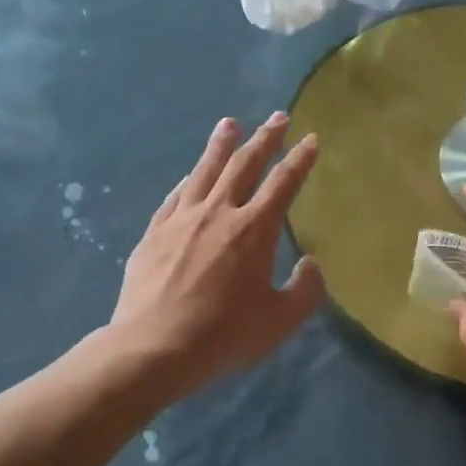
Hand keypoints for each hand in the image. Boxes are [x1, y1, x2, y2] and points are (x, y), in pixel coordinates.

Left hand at [110, 114, 323, 397]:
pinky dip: (188, 180)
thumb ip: (305, 290)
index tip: (310, 139)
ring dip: (221, 145)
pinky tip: (189, 175)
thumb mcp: (280, 320)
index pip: (283, 183)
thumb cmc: (225, 334)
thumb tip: (310, 264)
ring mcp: (182, 219)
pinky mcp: (154, 233)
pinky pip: (175, 196)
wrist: (154, 347)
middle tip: (277, 117)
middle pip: (244, 165)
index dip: (300, 160)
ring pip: (204, 171)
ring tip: (229, 123)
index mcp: (255, 229)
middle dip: (264, 139)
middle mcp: (219, 212)